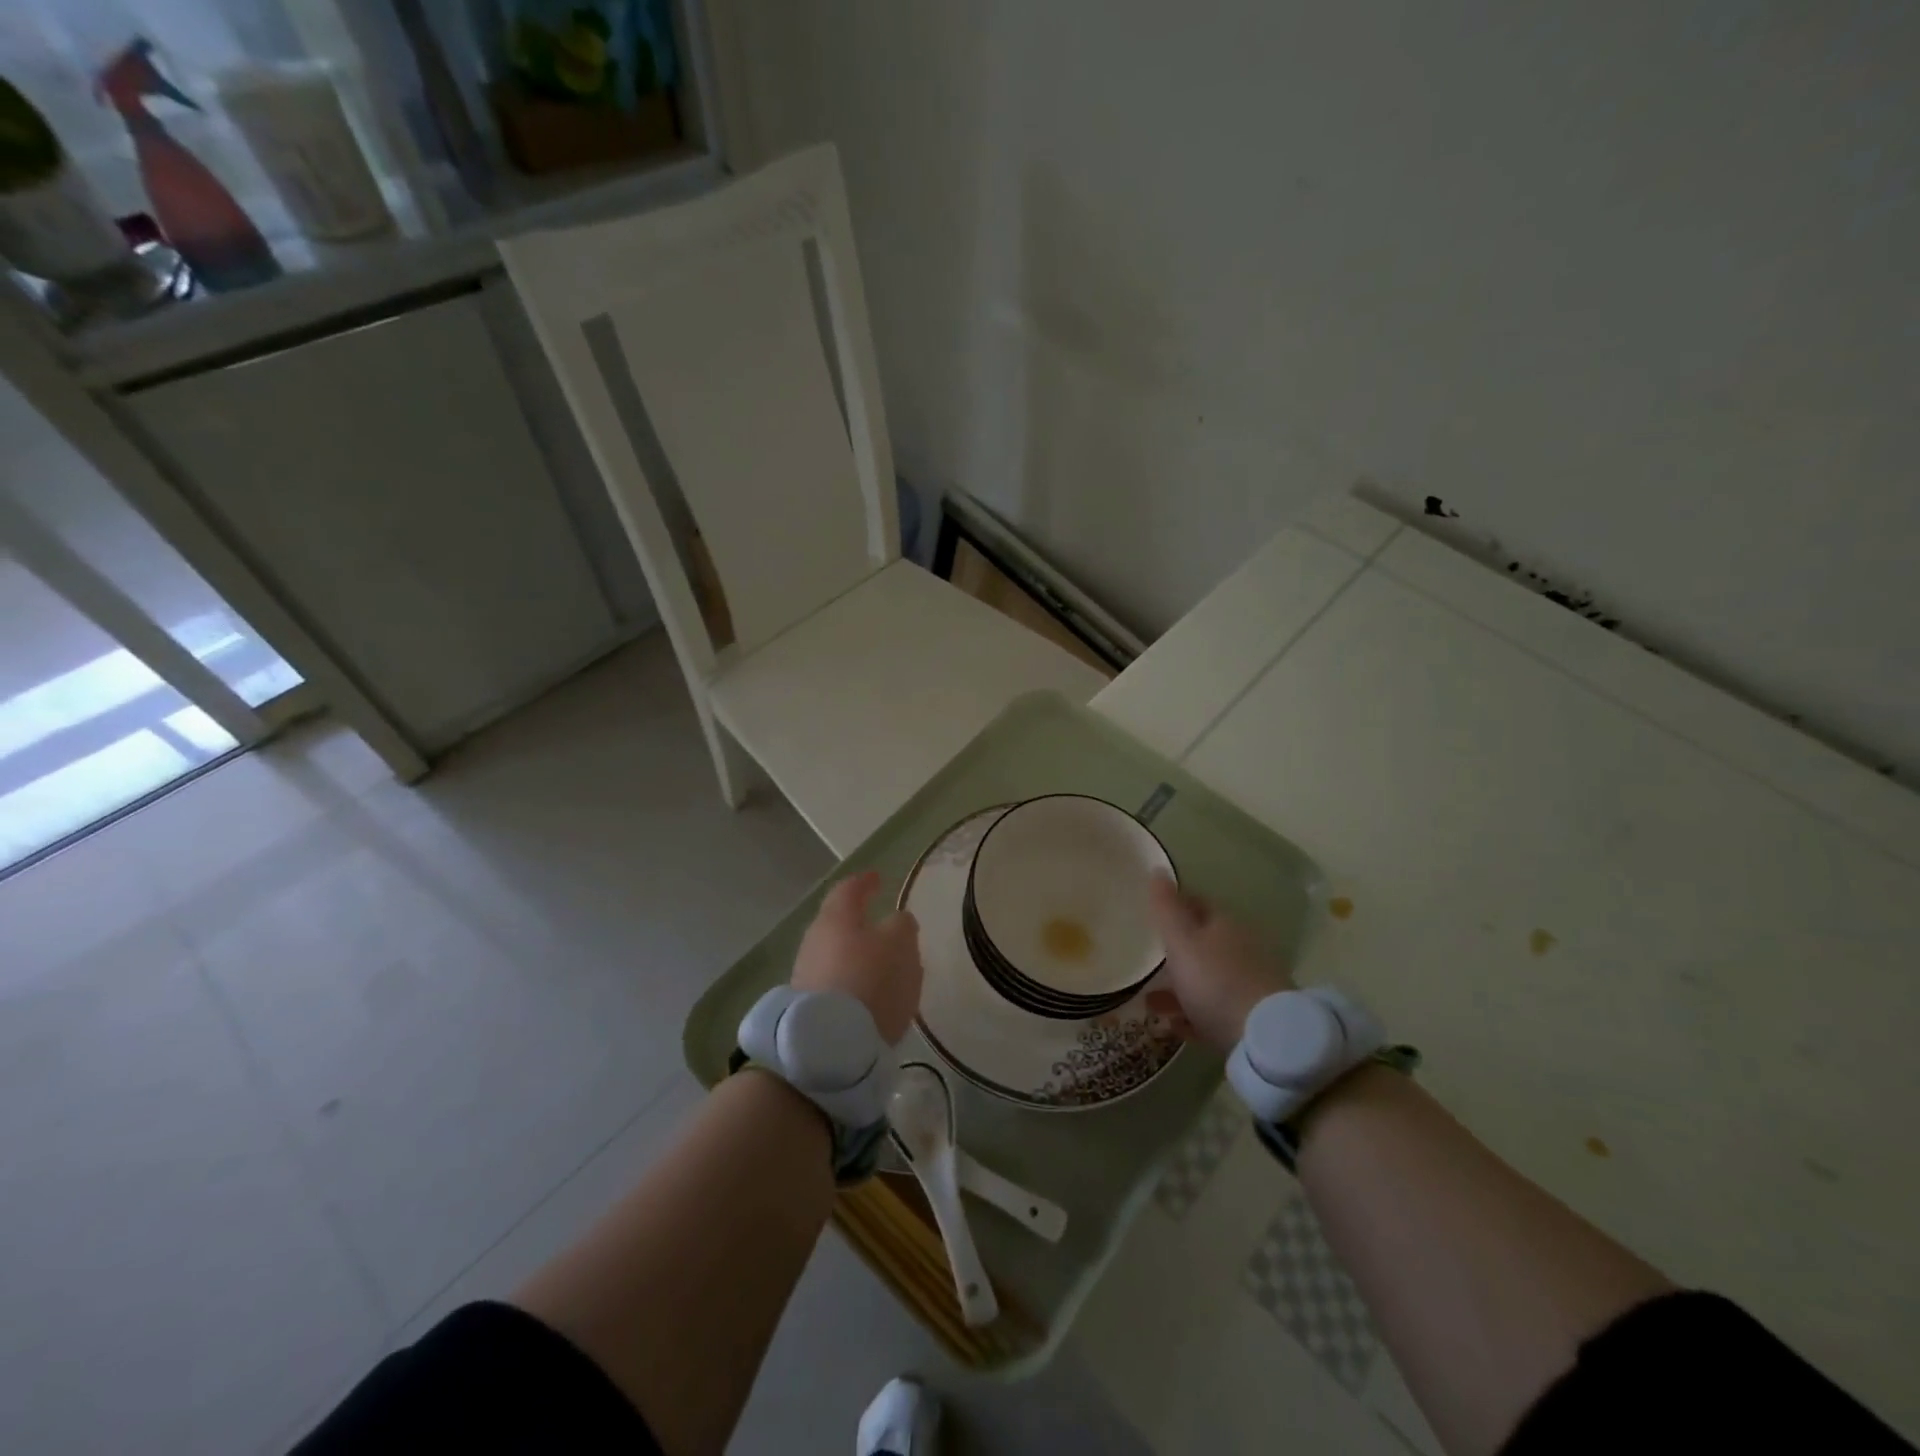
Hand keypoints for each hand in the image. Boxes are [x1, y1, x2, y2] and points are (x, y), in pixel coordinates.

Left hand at [791, 871, 922, 1043]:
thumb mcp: (901, 944)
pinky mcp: (808, 1008)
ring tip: (886, 969)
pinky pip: (836, 985)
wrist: (831, 1044)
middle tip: (885, 928)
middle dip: (862, 924)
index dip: (865, 882)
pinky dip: (854, 984)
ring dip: (860, 958)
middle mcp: (814, 940)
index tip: (877, 878)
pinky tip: (872, 998)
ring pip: (838, 956)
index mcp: (836, 917)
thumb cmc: (871, 981)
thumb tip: (896, 921)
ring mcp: (806, 975)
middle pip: (839, 924)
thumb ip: (902, 925)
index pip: (849, 889)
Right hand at [1148, 874, 1292, 1053]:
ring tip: (1151, 1003)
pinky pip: (1216, 1009)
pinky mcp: (1251, 1016)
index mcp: (1224, 924)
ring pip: (1208, 978)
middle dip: (1175, 951)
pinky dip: (1195, 1013)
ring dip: (1180, 987)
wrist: (1265, 1038)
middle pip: (1202, 943)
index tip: (1151, 915)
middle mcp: (1240, 948)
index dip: (1173, 906)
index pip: (1196, 903)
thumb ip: (1166, 909)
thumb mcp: (1181, 941)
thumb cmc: (1215, 981)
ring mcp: (1249, 983)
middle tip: (1147, 960)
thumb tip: (1158, 869)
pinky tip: (1176, 1026)